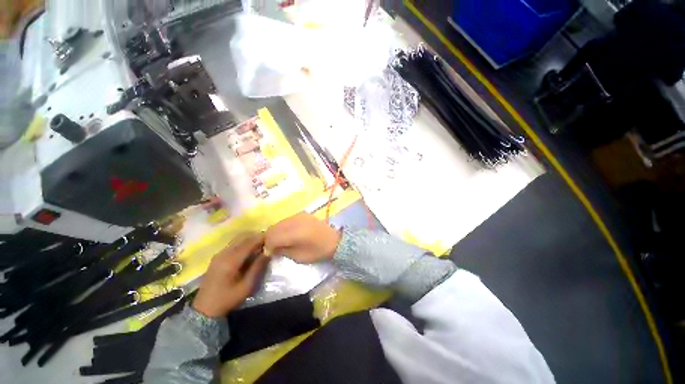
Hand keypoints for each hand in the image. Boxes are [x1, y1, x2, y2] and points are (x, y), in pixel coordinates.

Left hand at [192, 233, 268, 317]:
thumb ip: (258, 267)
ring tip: (261, 245)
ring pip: (237, 239)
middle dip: (256, 237)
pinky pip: (233, 244)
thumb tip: (268, 252)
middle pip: (242, 237)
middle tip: (268, 241)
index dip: (261, 238)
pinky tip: (250, 251)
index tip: (272, 238)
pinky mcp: (217, 257)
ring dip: (250, 239)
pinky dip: (243, 243)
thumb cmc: (228, 299)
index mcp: (230, 261)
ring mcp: (219, 254)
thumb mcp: (247, 286)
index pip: (249, 242)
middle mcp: (223, 253)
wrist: (205, 309)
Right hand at [264, 213, 340, 263]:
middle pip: (273, 228)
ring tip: (281, 241)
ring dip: (276, 232)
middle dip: (270, 238)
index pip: (272, 237)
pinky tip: (288, 234)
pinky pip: (286, 220)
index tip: (270, 253)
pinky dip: (283, 227)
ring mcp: (298, 215)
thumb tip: (271, 249)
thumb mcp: (299, 257)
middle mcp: (295, 221)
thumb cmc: (318, 252)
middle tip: (273, 248)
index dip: (268, 246)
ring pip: (278, 223)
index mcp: (295, 233)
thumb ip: (283, 251)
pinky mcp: (302, 213)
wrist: (335, 240)